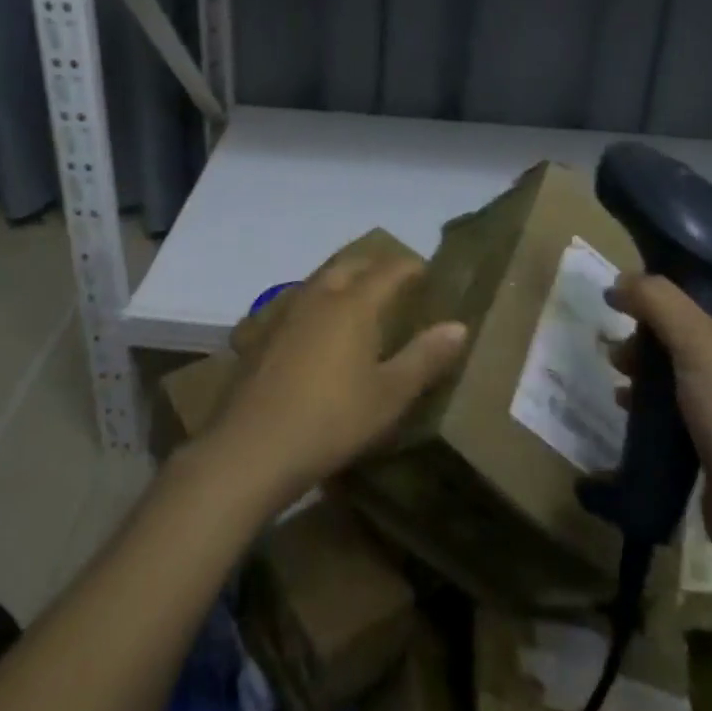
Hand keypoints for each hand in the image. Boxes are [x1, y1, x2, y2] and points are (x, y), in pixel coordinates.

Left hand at [201, 251, 468, 512]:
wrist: (252, 447)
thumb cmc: (332, 420)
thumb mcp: (389, 395)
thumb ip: (425, 357)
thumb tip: (459, 326)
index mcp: (354, 302)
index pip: (390, 269)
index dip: (411, 267)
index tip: (429, 274)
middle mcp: (320, 294)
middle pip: (351, 263)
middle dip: (376, 265)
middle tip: (396, 281)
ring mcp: (286, 310)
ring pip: (321, 278)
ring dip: (344, 278)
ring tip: (360, 297)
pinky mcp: (263, 332)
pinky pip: (299, 300)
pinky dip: (318, 300)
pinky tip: (318, 327)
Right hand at [608, 276, 711, 568]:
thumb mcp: (696, 343)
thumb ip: (657, 300)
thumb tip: (621, 280)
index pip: (702, 294)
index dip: (660, 292)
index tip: (622, 302)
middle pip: (686, 330)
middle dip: (646, 335)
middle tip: (619, 352)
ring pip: (680, 369)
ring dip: (645, 369)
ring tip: (618, 379)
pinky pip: (681, 406)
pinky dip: (653, 403)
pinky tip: (629, 409)